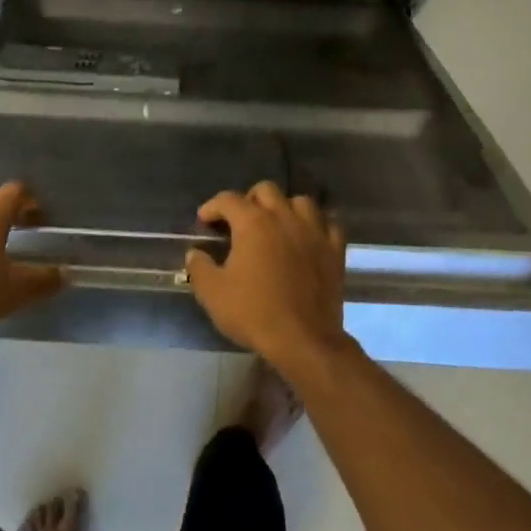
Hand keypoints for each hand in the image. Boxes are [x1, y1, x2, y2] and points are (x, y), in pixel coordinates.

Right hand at [184, 182, 351, 373]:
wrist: (303, 340)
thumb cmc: (254, 313)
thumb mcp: (213, 293)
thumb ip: (199, 267)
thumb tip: (195, 253)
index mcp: (253, 223)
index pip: (228, 200)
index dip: (212, 207)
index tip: (204, 221)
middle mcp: (285, 217)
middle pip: (266, 190)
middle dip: (249, 200)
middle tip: (239, 222)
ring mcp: (314, 232)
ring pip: (301, 201)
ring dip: (285, 207)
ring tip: (276, 225)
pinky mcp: (335, 250)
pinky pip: (329, 224)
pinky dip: (317, 225)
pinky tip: (308, 237)